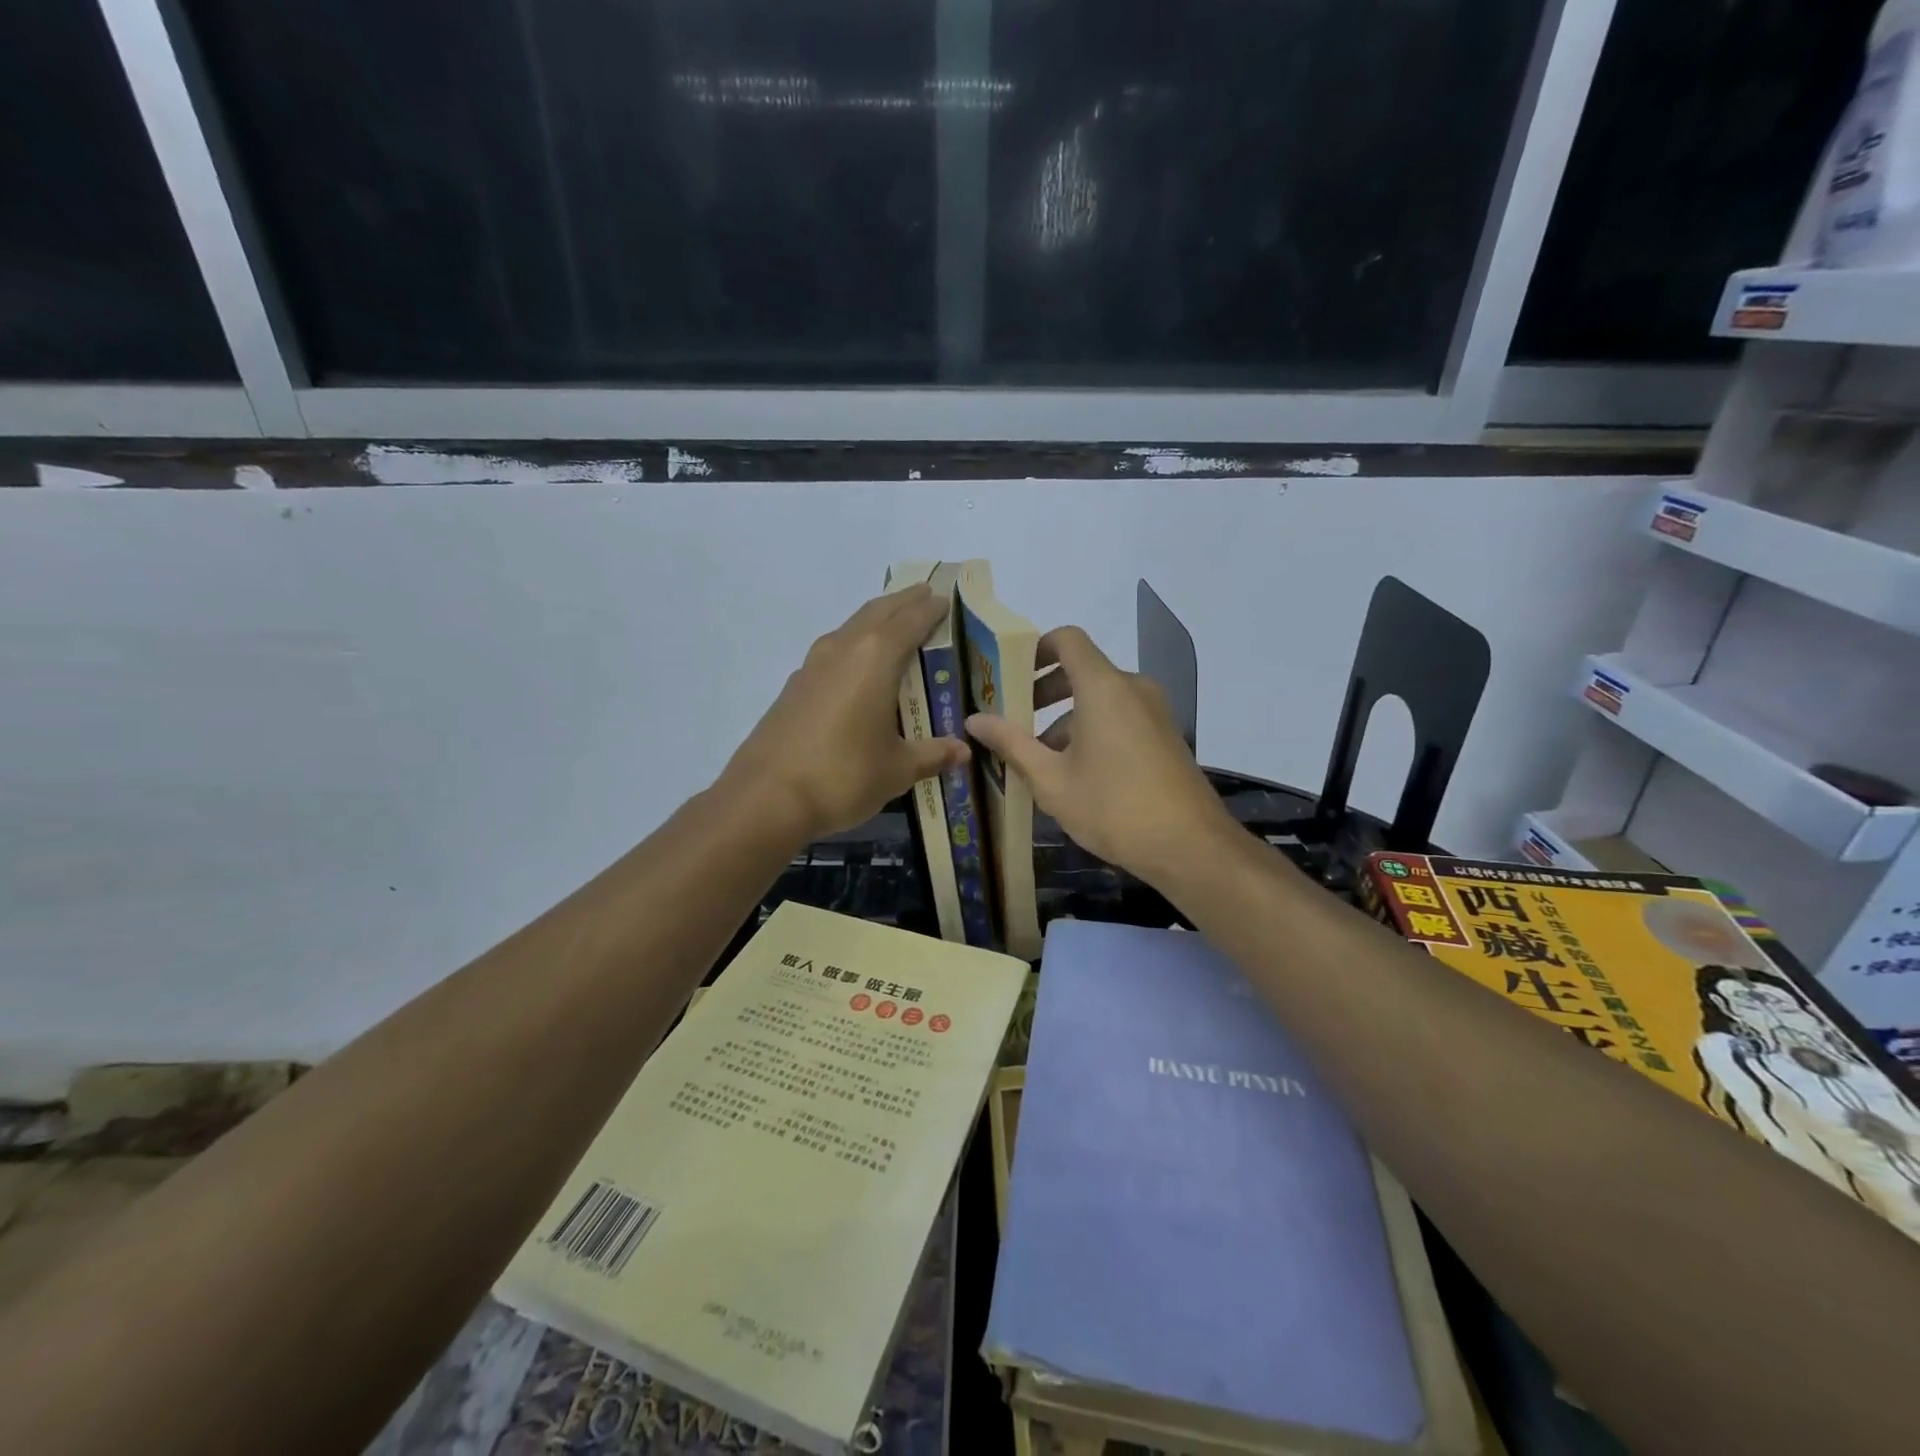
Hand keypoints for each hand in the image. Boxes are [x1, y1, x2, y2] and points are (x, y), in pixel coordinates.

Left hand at [721, 584, 970, 842]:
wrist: (766, 797)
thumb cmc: (843, 776)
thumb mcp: (897, 769)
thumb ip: (932, 755)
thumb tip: (963, 751)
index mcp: (875, 659)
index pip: (910, 621)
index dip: (930, 609)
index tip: (945, 599)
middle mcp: (843, 649)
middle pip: (878, 613)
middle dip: (903, 601)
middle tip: (924, 594)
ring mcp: (813, 666)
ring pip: (851, 628)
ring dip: (875, 619)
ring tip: (894, 623)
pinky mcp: (794, 686)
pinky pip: (833, 650)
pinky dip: (853, 644)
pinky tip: (857, 666)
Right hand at [966, 626, 1238, 886]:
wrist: (1190, 846)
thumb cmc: (1113, 807)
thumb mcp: (1051, 780)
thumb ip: (1011, 744)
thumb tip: (974, 719)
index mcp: (1103, 687)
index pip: (1067, 640)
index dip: (1035, 649)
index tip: (1009, 676)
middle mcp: (1132, 688)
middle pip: (1082, 670)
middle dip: (1044, 691)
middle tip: (1013, 721)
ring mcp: (1154, 712)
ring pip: (1101, 698)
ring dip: (1066, 718)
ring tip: (1039, 759)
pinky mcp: (1165, 736)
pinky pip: (1121, 717)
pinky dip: (1093, 730)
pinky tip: (1076, 773)